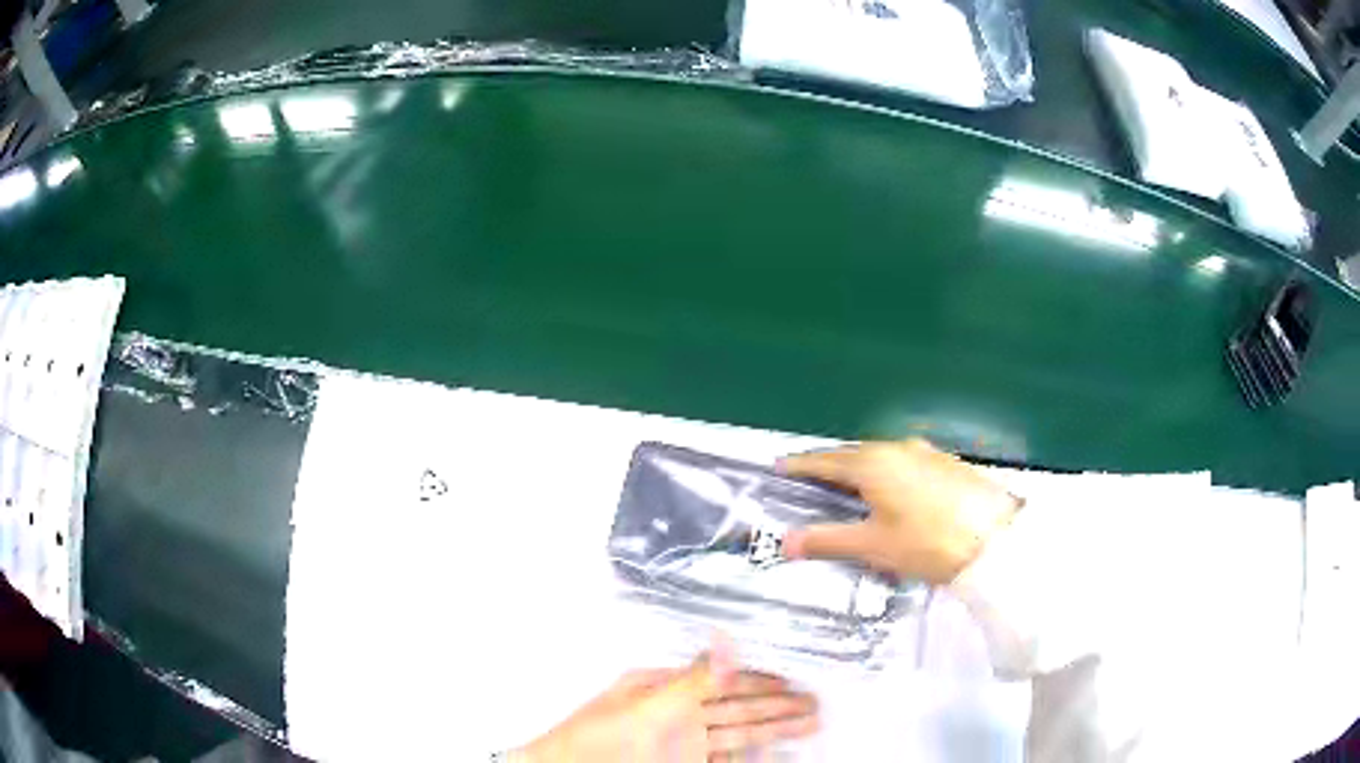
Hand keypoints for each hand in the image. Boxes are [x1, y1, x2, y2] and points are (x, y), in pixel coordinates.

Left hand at [514, 639, 818, 760]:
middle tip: (817, 703)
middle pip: (738, 707)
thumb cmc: (600, 739)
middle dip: (778, 705)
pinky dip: (754, 755)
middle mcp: (676, 713)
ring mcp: (682, 743)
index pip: (723, 680)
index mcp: (664, 688)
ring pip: (739, 733)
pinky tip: (775, 751)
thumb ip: (693, 680)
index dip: (761, 680)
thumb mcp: (649, 707)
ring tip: (811, 723)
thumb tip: (727, 641)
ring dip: (775, 729)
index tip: (796, 679)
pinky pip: (728, 758)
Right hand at [779, 439, 1019, 584]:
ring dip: (858, 470)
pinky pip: (901, 462)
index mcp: (872, 463)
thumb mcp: (873, 546)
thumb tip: (784, 542)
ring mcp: (924, 452)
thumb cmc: (927, 542)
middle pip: (852, 454)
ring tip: (846, 491)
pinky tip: (889, 494)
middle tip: (808, 484)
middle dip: (828, 467)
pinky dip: (884, 474)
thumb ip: (827, 540)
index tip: (779, 467)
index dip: (800, 465)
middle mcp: (896, 448)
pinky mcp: (944, 463)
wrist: (995, 539)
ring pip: (879, 457)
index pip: (824, 460)